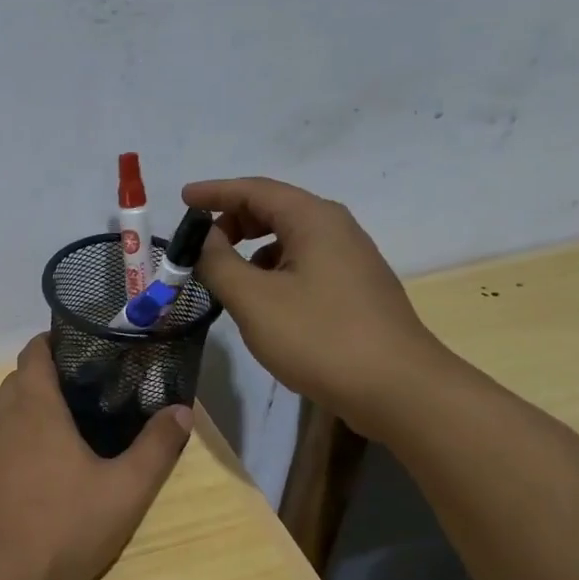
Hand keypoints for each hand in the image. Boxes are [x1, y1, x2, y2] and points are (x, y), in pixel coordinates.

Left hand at [0, 335, 192, 579]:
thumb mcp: (127, 491)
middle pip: (7, 383)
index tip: (65, 352)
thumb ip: (157, 447)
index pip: (33, 356)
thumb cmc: (66, 530)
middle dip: (29, 384)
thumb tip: (183, 409)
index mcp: (34, 410)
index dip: (47, 347)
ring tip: (13, 427)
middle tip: (56, 405)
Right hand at [183, 177, 452, 438]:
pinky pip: (302, 264)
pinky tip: (259, 301)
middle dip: (232, 221)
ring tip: (223, 277)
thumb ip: (219, 263)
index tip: (182, 198)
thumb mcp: (253, 299)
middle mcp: (336, 230)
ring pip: (289, 239)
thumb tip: (204, 239)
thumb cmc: (318, 337)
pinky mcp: (353, 290)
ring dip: (251, 249)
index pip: (256, 190)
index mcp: (314, 220)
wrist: (396, 388)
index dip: (215, 192)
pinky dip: (272, 270)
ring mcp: (349, 260)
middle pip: (274, 210)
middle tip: (199, 246)